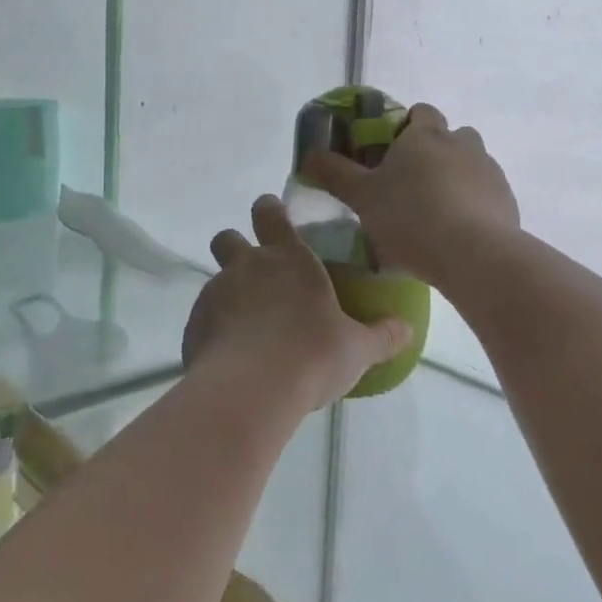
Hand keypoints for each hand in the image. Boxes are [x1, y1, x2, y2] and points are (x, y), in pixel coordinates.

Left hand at [182, 195, 412, 410]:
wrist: (249, 391)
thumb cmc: (312, 355)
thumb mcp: (358, 348)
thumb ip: (383, 335)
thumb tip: (407, 329)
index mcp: (289, 259)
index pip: (271, 214)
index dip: (270, 210)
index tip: (272, 213)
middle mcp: (248, 267)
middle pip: (228, 238)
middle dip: (236, 246)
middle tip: (256, 271)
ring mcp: (215, 295)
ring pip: (215, 280)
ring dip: (229, 294)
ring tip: (250, 327)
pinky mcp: (193, 327)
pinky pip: (203, 319)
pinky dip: (215, 330)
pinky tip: (233, 356)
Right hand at [301, 104, 519, 286]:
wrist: (473, 254)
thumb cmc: (410, 218)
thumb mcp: (362, 197)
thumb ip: (335, 173)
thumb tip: (309, 154)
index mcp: (426, 135)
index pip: (420, 112)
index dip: (406, 127)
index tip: (391, 153)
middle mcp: (462, 143)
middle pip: (449, 137)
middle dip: (433, 154)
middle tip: (410, 186)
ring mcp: (490, 170)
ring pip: (470, 165)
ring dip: (455, 179)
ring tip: (435, 214)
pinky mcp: (507, 200)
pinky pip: (486, 195)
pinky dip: (473, 205)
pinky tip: (457, 233)